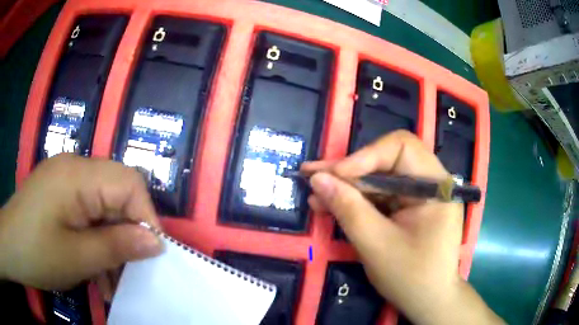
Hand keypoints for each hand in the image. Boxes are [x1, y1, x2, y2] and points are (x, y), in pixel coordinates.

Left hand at [0, 154, 162, 290]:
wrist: (12, 247)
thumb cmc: (37, 253)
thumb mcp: (78, 258)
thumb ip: (117, 246)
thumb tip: (156, 242)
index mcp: (78, 175)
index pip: (129, 182)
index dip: (145, 216)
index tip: (152, 253)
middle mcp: (75, 168)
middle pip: (117, 194)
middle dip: (127, 234)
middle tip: (130, 272)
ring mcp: (66, 180)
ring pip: (103, 208)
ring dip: (111, 244)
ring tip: (111, 282)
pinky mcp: (61, 194)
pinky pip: (88, 214)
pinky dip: (96, 241)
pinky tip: (95, 271)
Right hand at [302, 131, 502, 324]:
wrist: (428, 301)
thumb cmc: (411, 277)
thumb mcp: (376, 245)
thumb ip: (348, 209)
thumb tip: (317, 179)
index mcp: (436, 185)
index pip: (402, 148)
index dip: (365, 156)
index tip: (333, 174)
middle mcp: (431, 182)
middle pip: (387, 161)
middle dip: (348, 171)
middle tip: (311, 175)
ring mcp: (420, 195)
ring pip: (380, 179)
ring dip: (347, 186)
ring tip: (315, 193)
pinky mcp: (410, 208)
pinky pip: (381, 196)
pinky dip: (357, 200)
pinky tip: (331, 204)